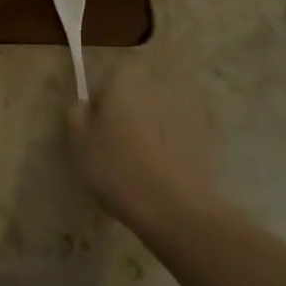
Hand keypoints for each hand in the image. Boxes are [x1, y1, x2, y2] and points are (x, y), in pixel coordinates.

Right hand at [68, 60, 225, 231]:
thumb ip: (77, 113)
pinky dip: (174, 149)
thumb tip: (86, 104)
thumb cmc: (118, 168)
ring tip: (142, 164)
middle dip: (130, 112)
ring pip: (160, 116)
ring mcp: (187, 112)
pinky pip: (182, 138)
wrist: (177, 211)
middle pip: (138, 94)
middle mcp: (157, 87)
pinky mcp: (208, 141)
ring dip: (153, 131)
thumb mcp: (79, 142)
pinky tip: (165, 176)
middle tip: (117, 145)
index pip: (111, 74)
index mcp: (124, 80)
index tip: (98, 123)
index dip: (104, 96)